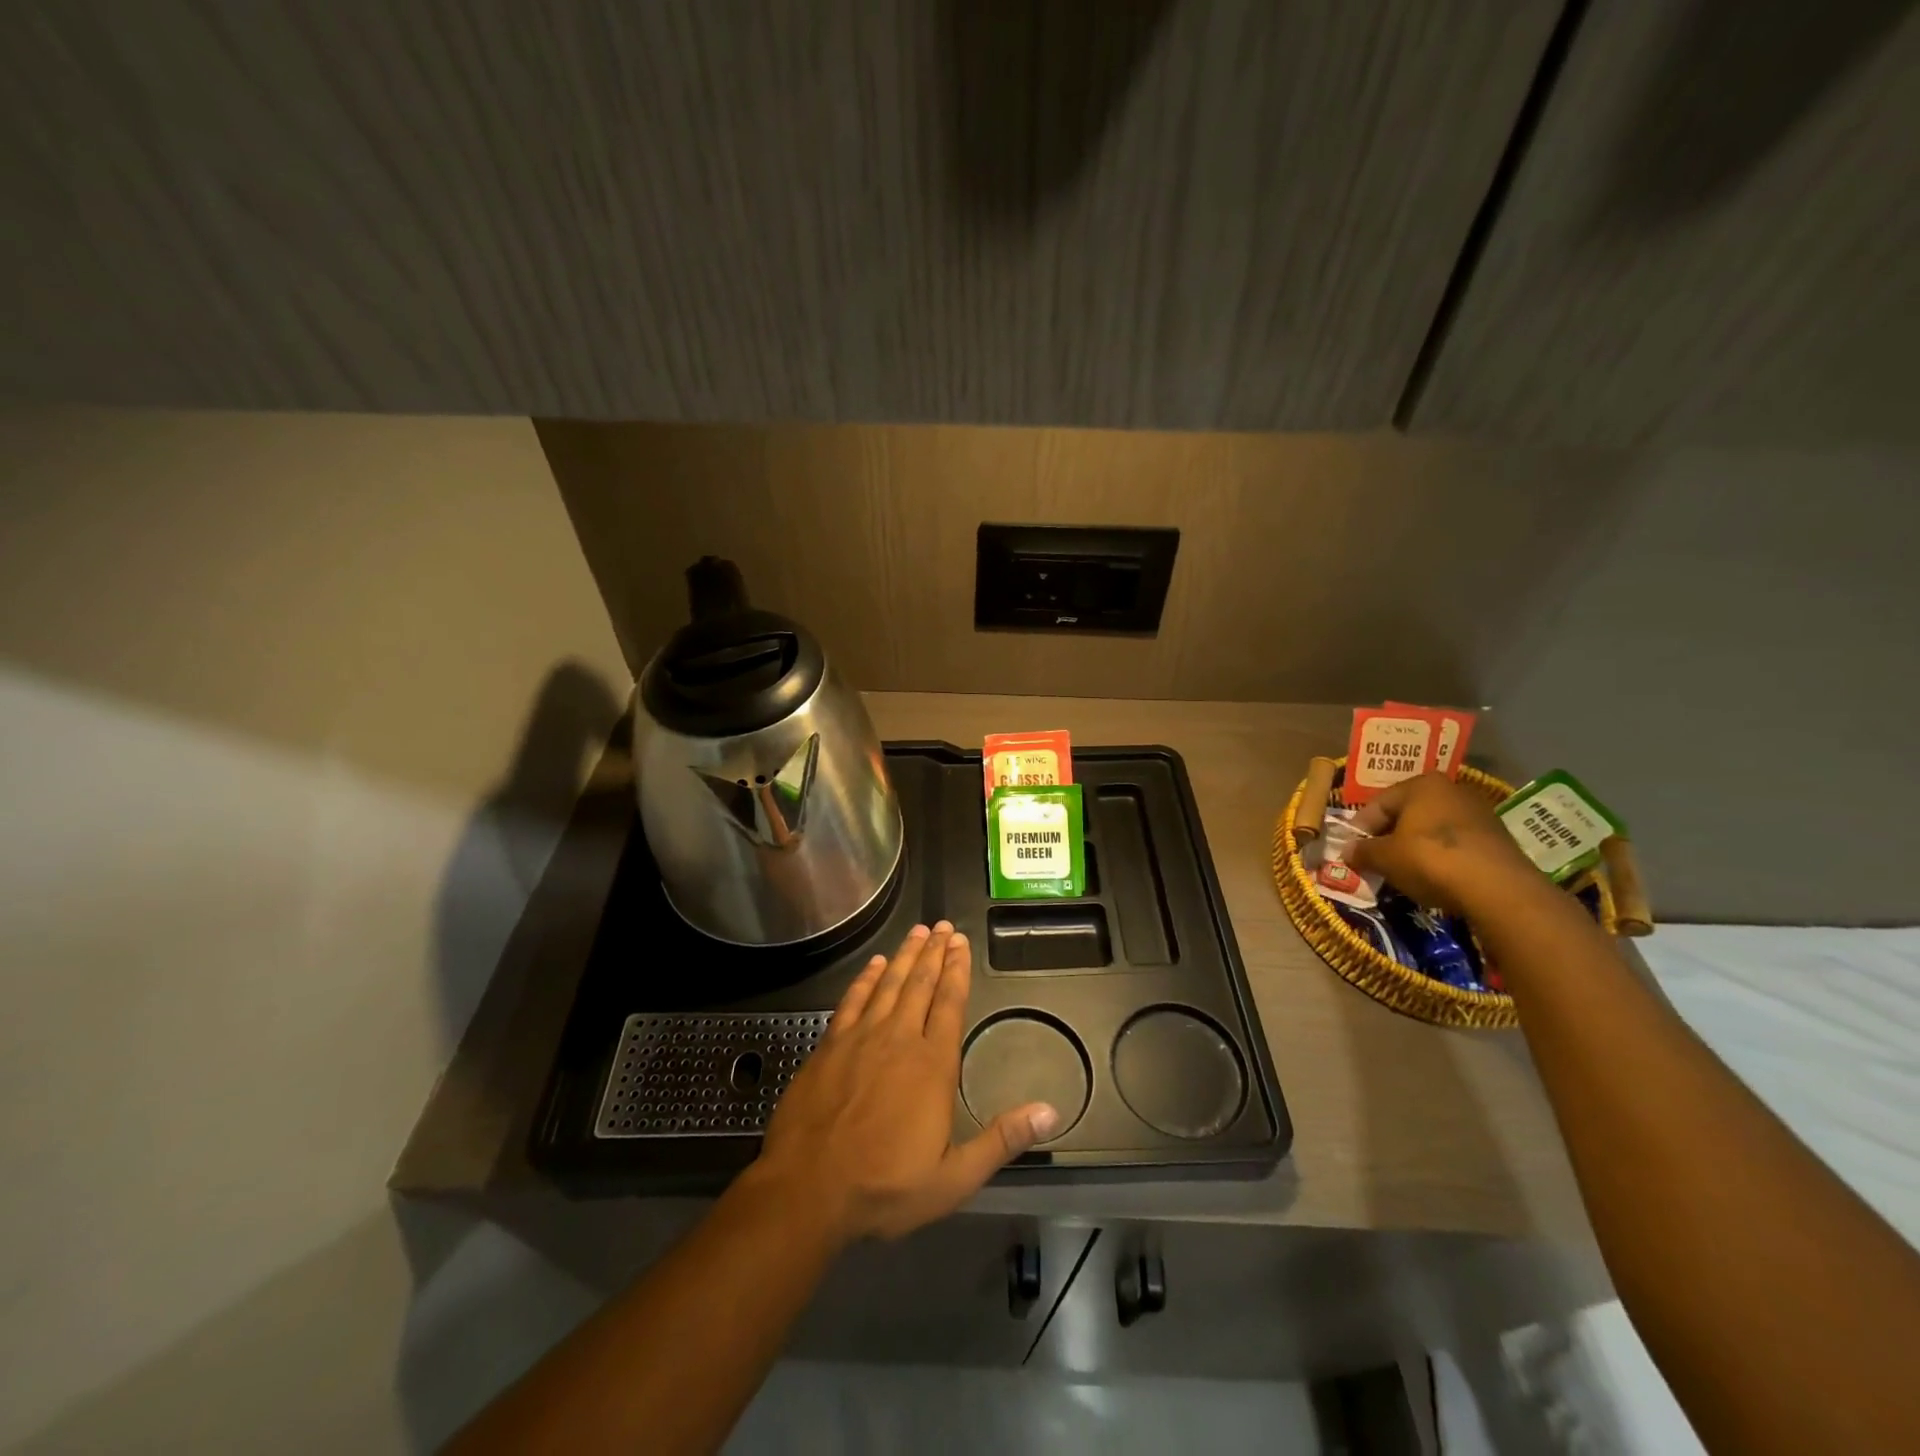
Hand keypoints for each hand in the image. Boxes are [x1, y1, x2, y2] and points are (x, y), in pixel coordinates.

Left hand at [752, 922, 1058, 1244]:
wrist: (807, 1190)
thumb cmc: (884, 1187)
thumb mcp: (953, 1178)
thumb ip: (1001, 1140)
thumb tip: (1050, 1110)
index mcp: (932, 1065)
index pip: (950, 1004)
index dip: (957, 971)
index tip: (961, 943)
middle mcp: (899, 1039)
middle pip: (920, 985)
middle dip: (935, 953)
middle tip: (944, 926)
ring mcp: (861, 1038)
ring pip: (888, 984)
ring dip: (905, 956)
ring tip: (918, 931)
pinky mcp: (830, 1045)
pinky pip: (853, 1000)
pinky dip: (866, 979)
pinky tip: (874, 964)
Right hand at [1348, 773, 1538, 914]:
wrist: (1498, 888)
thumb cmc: (1430, 859)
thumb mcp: (1385, 858)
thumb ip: (1362, 851)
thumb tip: (1347, 851)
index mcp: (1421, 784)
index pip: (1378, 804)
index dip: (1360, 830)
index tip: (1353, 852)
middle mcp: (1451, 790)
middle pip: (1407, 814)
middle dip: (1388, 837)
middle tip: (1376, 861)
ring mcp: (1479, 813)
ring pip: (1432, 829)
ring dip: (1414, 848)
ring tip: (1404, 872)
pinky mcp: (1497, 838)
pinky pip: (1456, 845)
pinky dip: (1441, 858)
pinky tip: (1435, 878)